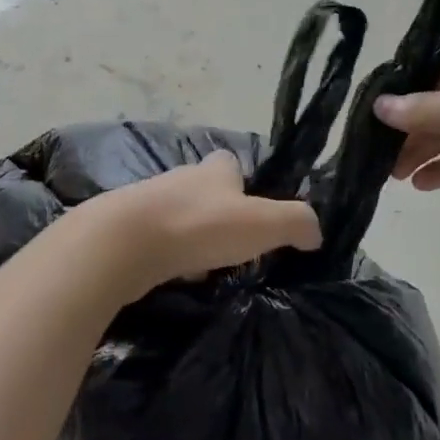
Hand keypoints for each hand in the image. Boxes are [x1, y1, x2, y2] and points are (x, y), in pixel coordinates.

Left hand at [79, 151, 321, 292]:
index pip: (230, 164)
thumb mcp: (262, 222)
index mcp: (213, 170)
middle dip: (217, 214)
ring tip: (205, 267)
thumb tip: (316, 232)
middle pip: (203, 191)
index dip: (243, 182)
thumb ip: (295, 222)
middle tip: (233, 247)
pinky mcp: (124, 230)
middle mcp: (179, 178)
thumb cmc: (199, 225)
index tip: (252, 210)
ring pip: (177, 216)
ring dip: (191, 237)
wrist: (123, 243)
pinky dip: (166, 256)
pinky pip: (153, 241)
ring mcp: (147, 203)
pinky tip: (172, 275)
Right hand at [373, 46, 439, 228]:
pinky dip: (438, 172)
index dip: (401, 88)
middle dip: (404, 129)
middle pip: (431, 108)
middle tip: (371, 150)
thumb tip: (377, 107)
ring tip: (391, 174)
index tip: (367, 109)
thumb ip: (429, 110)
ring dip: (416, 153)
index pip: (432, 70)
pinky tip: (419, 184)